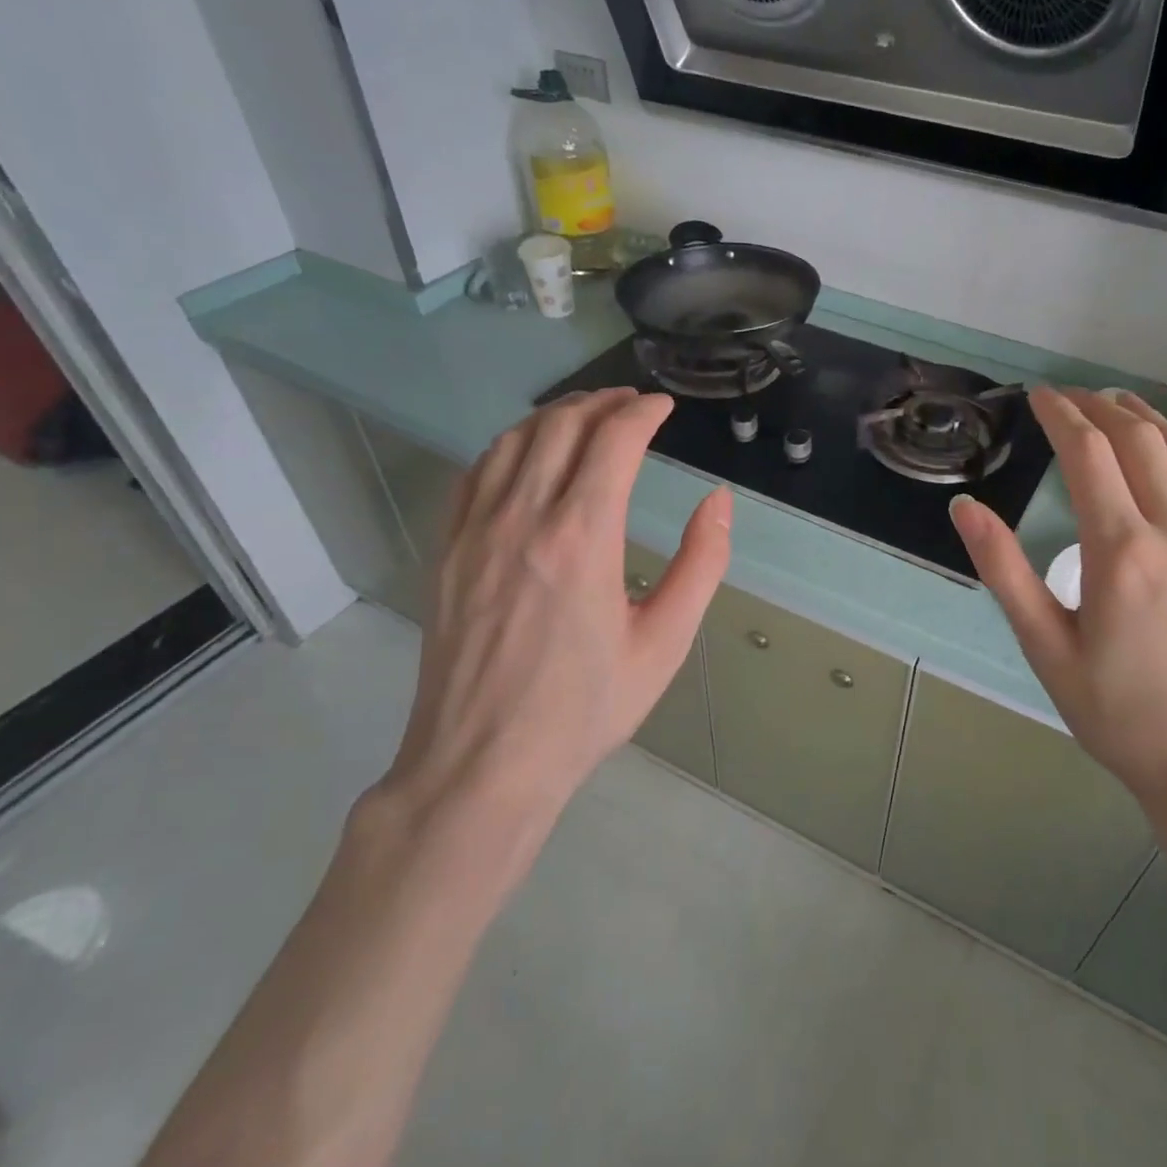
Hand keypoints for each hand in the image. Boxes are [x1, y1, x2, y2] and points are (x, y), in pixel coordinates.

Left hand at [373, 388, 730, 870]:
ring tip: (587, 415)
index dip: (644, 413)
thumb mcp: (665, 644)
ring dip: (555, 416)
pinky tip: (528, 454)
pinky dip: (509, 446)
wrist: (482, 763)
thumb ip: (701, 564)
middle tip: (632, 404)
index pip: (614, 441)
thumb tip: (718, 502)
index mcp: (582, 537)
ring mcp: (475, 531)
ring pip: (513, 440)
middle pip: (562, 426)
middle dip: (603, 402)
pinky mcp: (448, 549)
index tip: (665, 408)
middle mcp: (524, 518)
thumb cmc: (584, 709)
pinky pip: (476, 473)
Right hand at [950, 387, 1166, 859]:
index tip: (1039, 395)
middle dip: (1102, 408)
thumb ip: (1005, 572)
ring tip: (1125, 405)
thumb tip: (966, 508)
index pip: (1088, 454)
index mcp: (1120, 551)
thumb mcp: (1046, 649)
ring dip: (1155, 423)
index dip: (1061, 415)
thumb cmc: (1121, 718)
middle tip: (1073, 397)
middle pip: (1140, 443)